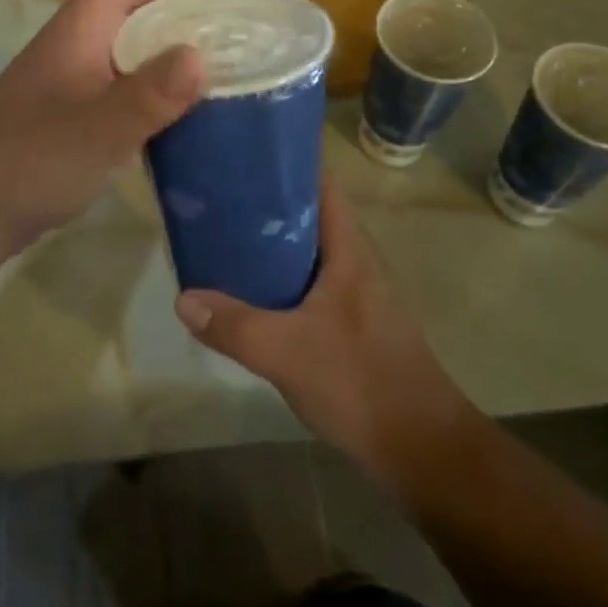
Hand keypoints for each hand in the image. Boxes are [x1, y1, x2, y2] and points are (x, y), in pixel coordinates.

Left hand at [0, 0, 229, 247]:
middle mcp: (75, 45)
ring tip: (213, 27)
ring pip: (128, 36)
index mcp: (77, 31)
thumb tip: (199, 56)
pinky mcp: (74, 112)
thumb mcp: (96, 129)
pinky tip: (181, 90)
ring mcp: (72, 80)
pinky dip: (158, 69)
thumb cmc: (31, 160)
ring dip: (169, 23)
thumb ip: (147, 95)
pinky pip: (126, 73)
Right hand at [174, 177, 484, 486]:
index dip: (286, 161)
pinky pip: (311, 282)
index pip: (320, 181)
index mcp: (348, 247)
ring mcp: (358, 292)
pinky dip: (281, 277)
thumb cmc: (361, 382)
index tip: (243, 154)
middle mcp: (355, 259)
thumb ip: (234, 324)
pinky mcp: (354, 322)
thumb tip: (182, 298)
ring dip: (272, 242)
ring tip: (225, 236)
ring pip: (308, 250)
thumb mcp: (286, 352)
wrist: (425, 452)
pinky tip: (251, 292)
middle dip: (266, 202)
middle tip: (218, 196)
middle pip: (308, 213)